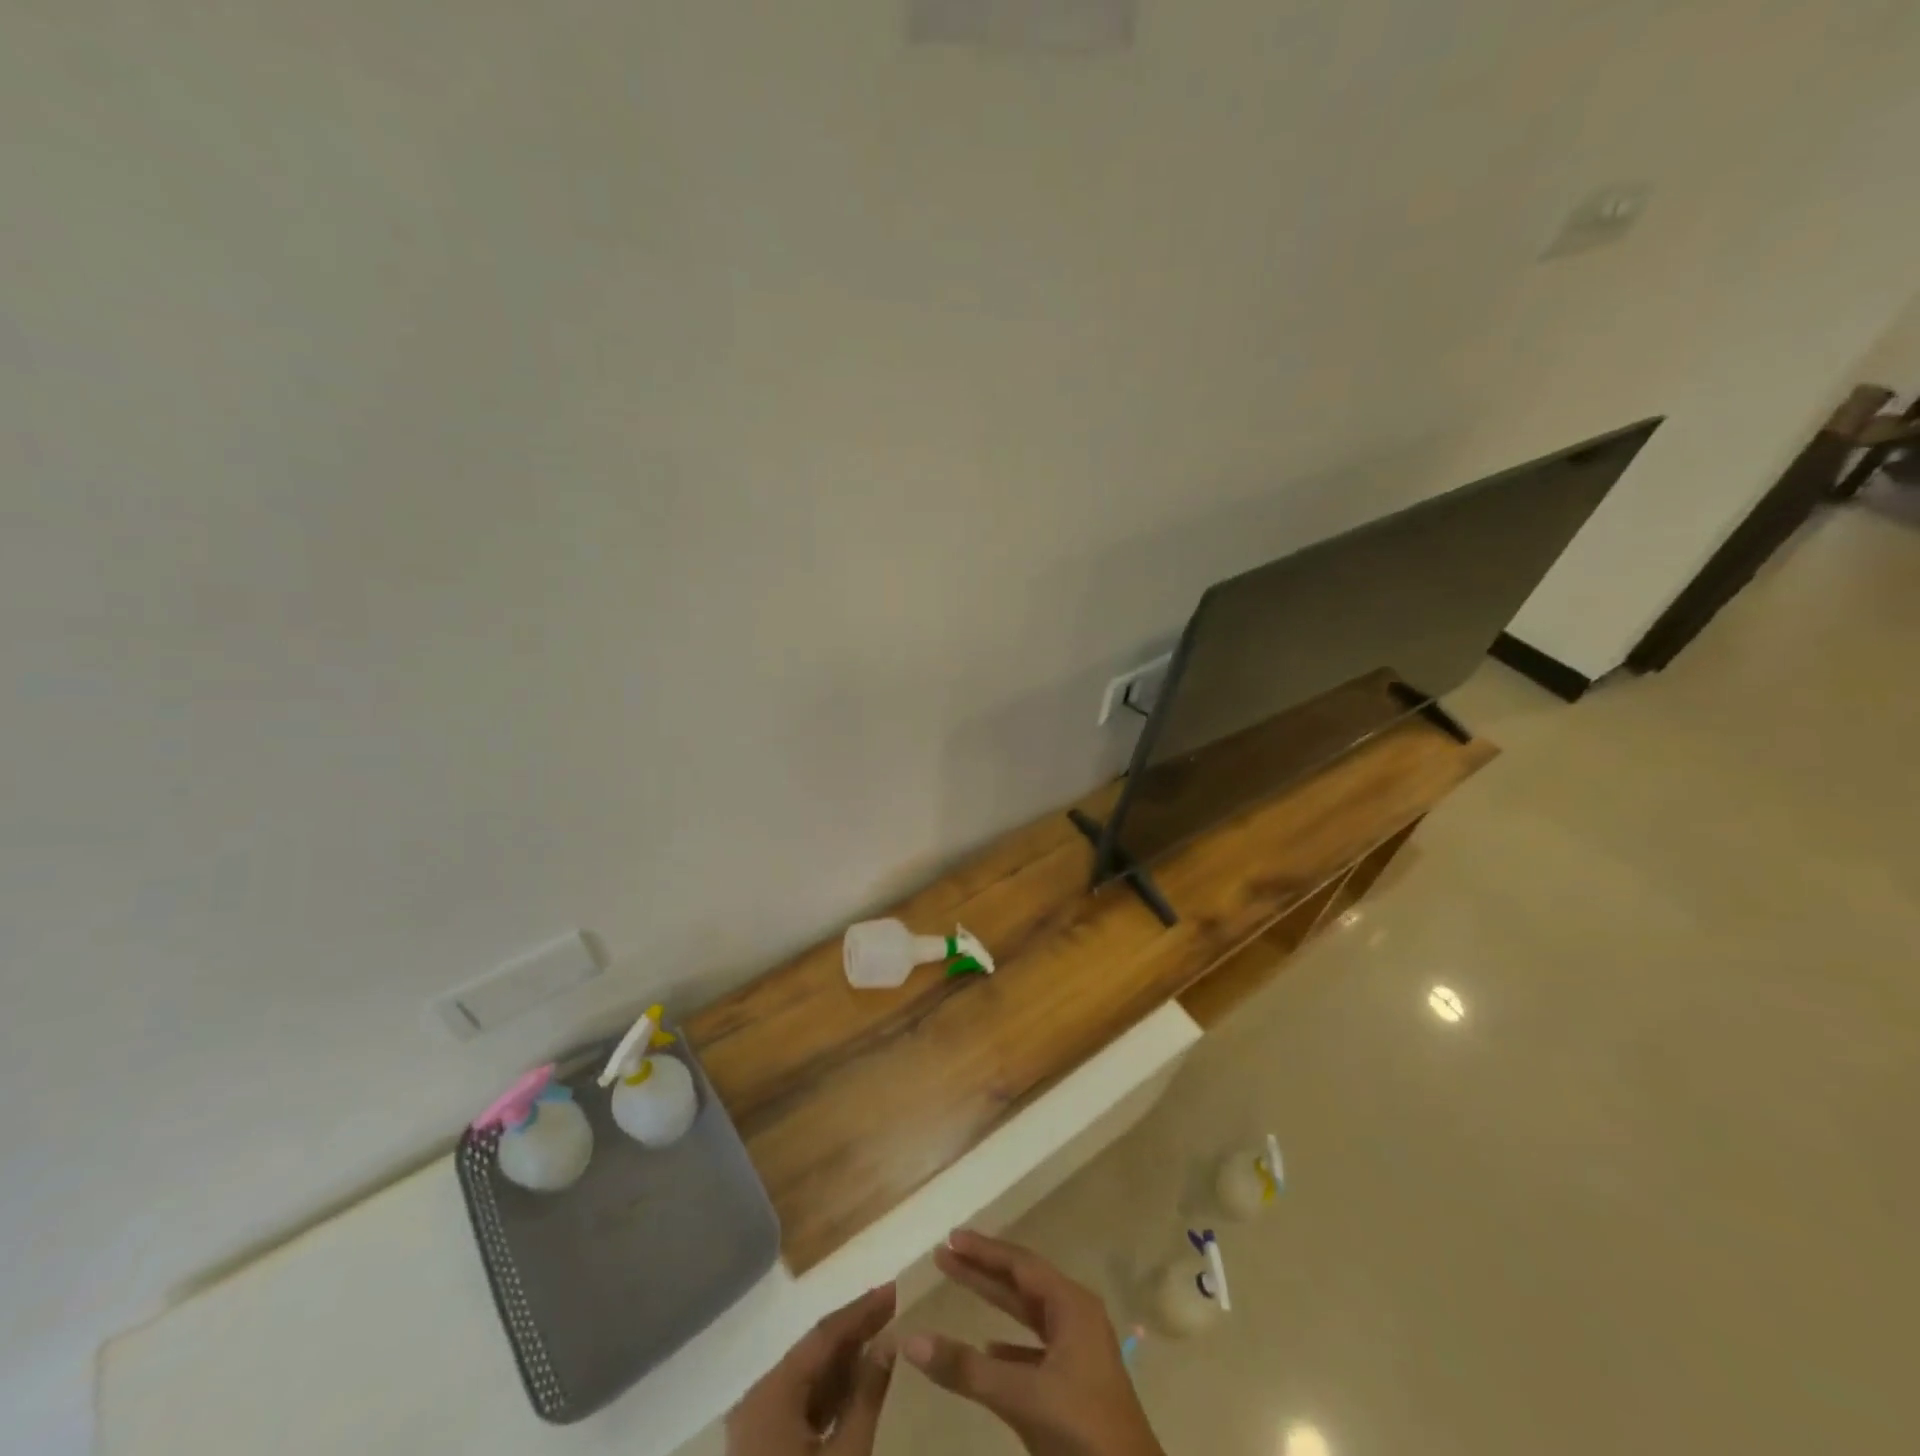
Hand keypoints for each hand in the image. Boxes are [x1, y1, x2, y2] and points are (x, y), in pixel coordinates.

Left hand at [726, 1284, 897, 1455]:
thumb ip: (867, 1395)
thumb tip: (891, 1341)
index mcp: (772, 1393)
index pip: (824, 1335)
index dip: (862, 1310)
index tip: (897, 1289)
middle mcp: (760, 1399)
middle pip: (814, 1352)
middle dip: (857, 1331)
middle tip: (898, 1309)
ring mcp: (758, 1428)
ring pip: (809, 1378)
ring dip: (847, 1360)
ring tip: (888, 1339)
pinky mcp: (764, 1452)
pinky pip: (803, 1405)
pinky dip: (833, 1392)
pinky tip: (863, 1386)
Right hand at [902, 1231, 1164, 1455]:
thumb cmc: (1082, 1428)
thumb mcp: (1022, 1395)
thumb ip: (967, 1369)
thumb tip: (911, 1340)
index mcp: (1072, 1306)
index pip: (1020, 1264)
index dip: (985, 1250)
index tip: (951, 1238)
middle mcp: (1076, 1317)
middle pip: (1022, 1283)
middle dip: (983, 1269)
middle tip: (945, 1255)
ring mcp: (1078, 1351)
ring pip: (1028, 1314)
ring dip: (994, 1302)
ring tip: (958, 1286)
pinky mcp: (1076, 1383)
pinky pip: (1035, 1348)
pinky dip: (1009, 1344)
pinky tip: (988, 1349)